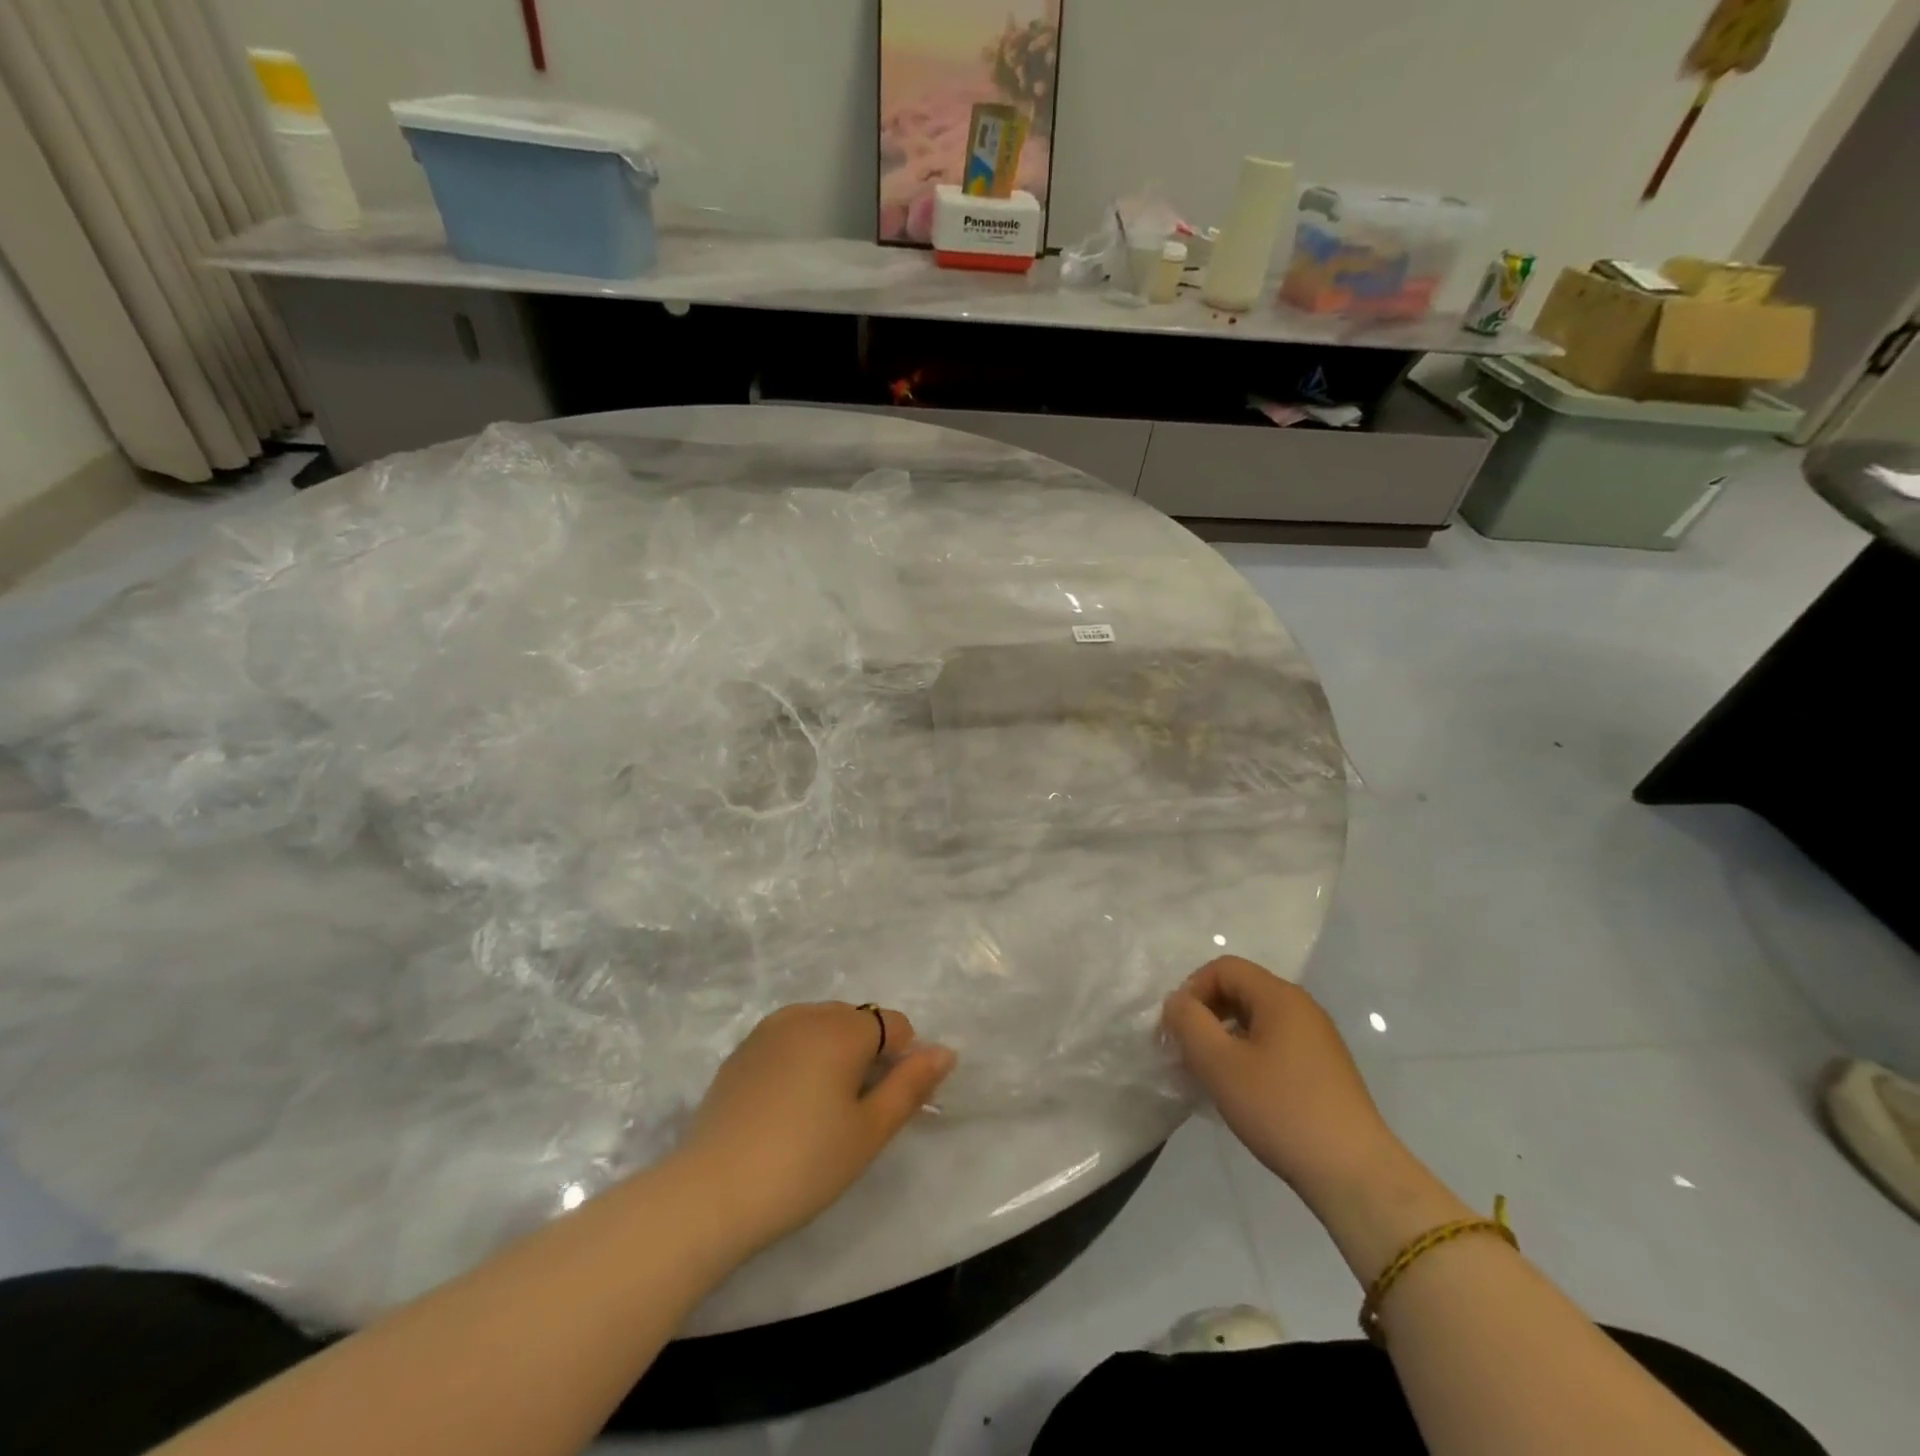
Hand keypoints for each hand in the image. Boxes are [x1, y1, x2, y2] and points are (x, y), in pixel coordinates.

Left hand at [676, 1003, 955, 1253]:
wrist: (711, 1192)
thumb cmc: (804, 1164)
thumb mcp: (869, 1131)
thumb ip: (911, 1085)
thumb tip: (945, 1052)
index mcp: (842, 1028)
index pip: (893, 1024)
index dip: (901, 1060)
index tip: (883, 1105)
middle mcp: (806, 1015)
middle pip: (856, 1020)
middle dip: (866, 1053)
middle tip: (853, 1112)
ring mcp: (768, 1029)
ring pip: (821, 1026)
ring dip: (833, 1053)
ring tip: (820, 1108)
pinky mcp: (741, 1051)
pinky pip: (788, 1038)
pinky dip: (800, 1058)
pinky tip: (786, 1105)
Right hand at [1162, 957, 1401, 1206]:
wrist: (1354, 1174)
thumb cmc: (1280, 1109)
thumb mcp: (1219, 1063)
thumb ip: (1188, 1022)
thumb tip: (1178, 1002)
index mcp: (1279, 996)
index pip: (1223, 968)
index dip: (1192, 990)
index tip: (1177, 1029)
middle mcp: (1302, 1007)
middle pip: (1240, 990)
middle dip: (1206, 1014)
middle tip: (1187, 1051)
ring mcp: (1317, 1039)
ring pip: (1256, 1019)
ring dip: (1225, 1037)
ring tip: (1210, 1074)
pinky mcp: (1324, 1069)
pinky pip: (1274, 1043)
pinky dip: (1248, 1055)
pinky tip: (1242, 1091)